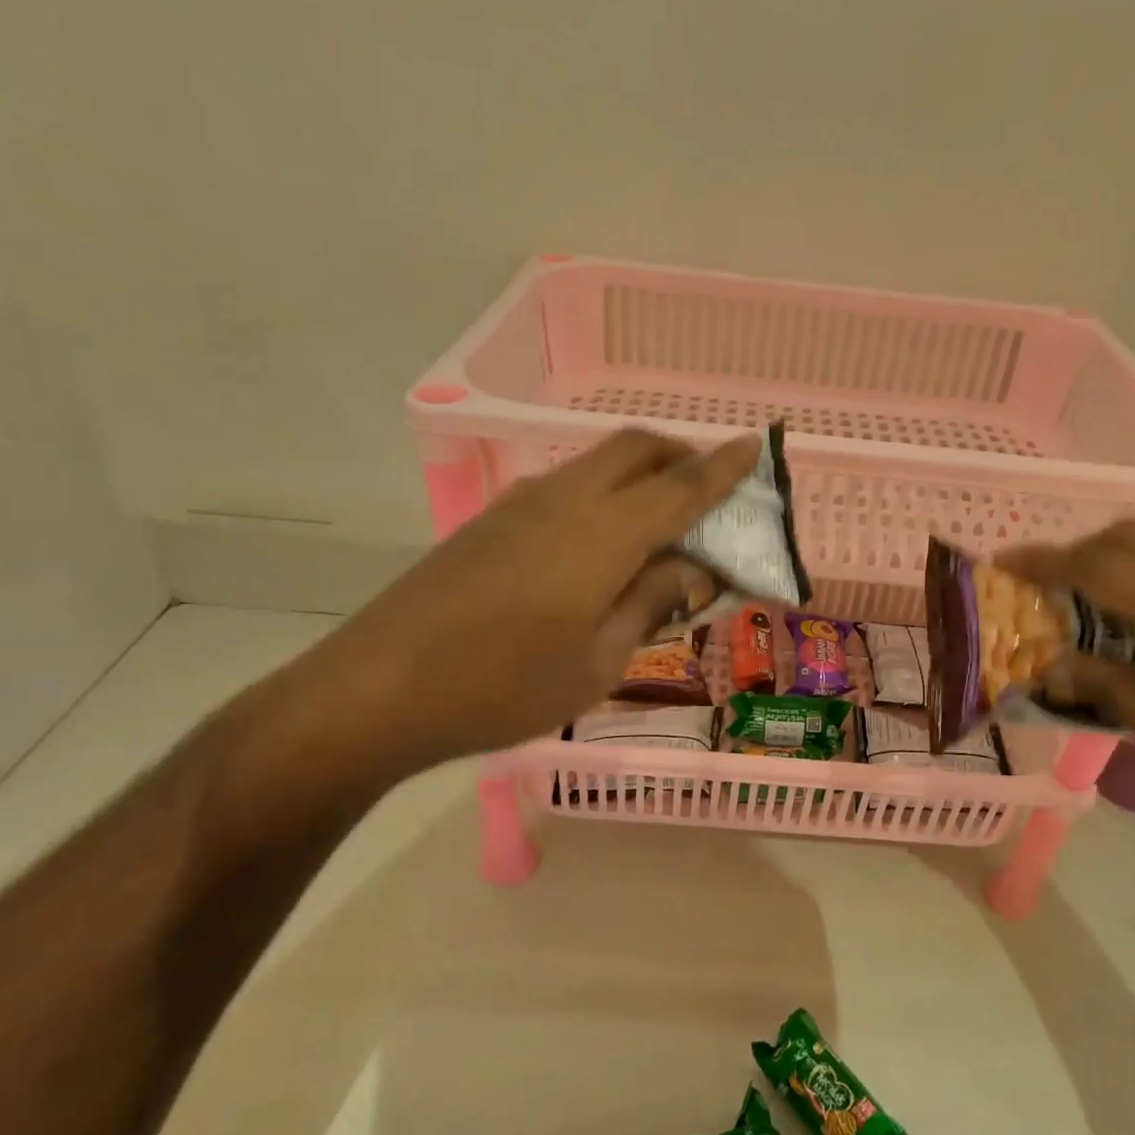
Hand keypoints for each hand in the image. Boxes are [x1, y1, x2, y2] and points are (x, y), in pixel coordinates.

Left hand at [300, 428, 758, 784]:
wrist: (380, 688)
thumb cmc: (504, 687)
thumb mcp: (598, 661)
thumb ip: (649, 603)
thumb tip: (688, 569)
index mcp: (604, 534)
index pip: (681, 488)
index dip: (722, 468)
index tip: (754, 446)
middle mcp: (565, 499)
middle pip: (635, 449)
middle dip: (680, 456)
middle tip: (708, 491)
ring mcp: (520, 504)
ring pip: (597, 463)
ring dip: (639, 474)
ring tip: (660, 522)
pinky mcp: (491, 520)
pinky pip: (565, 485)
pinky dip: (602, 493)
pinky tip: (601, 543)